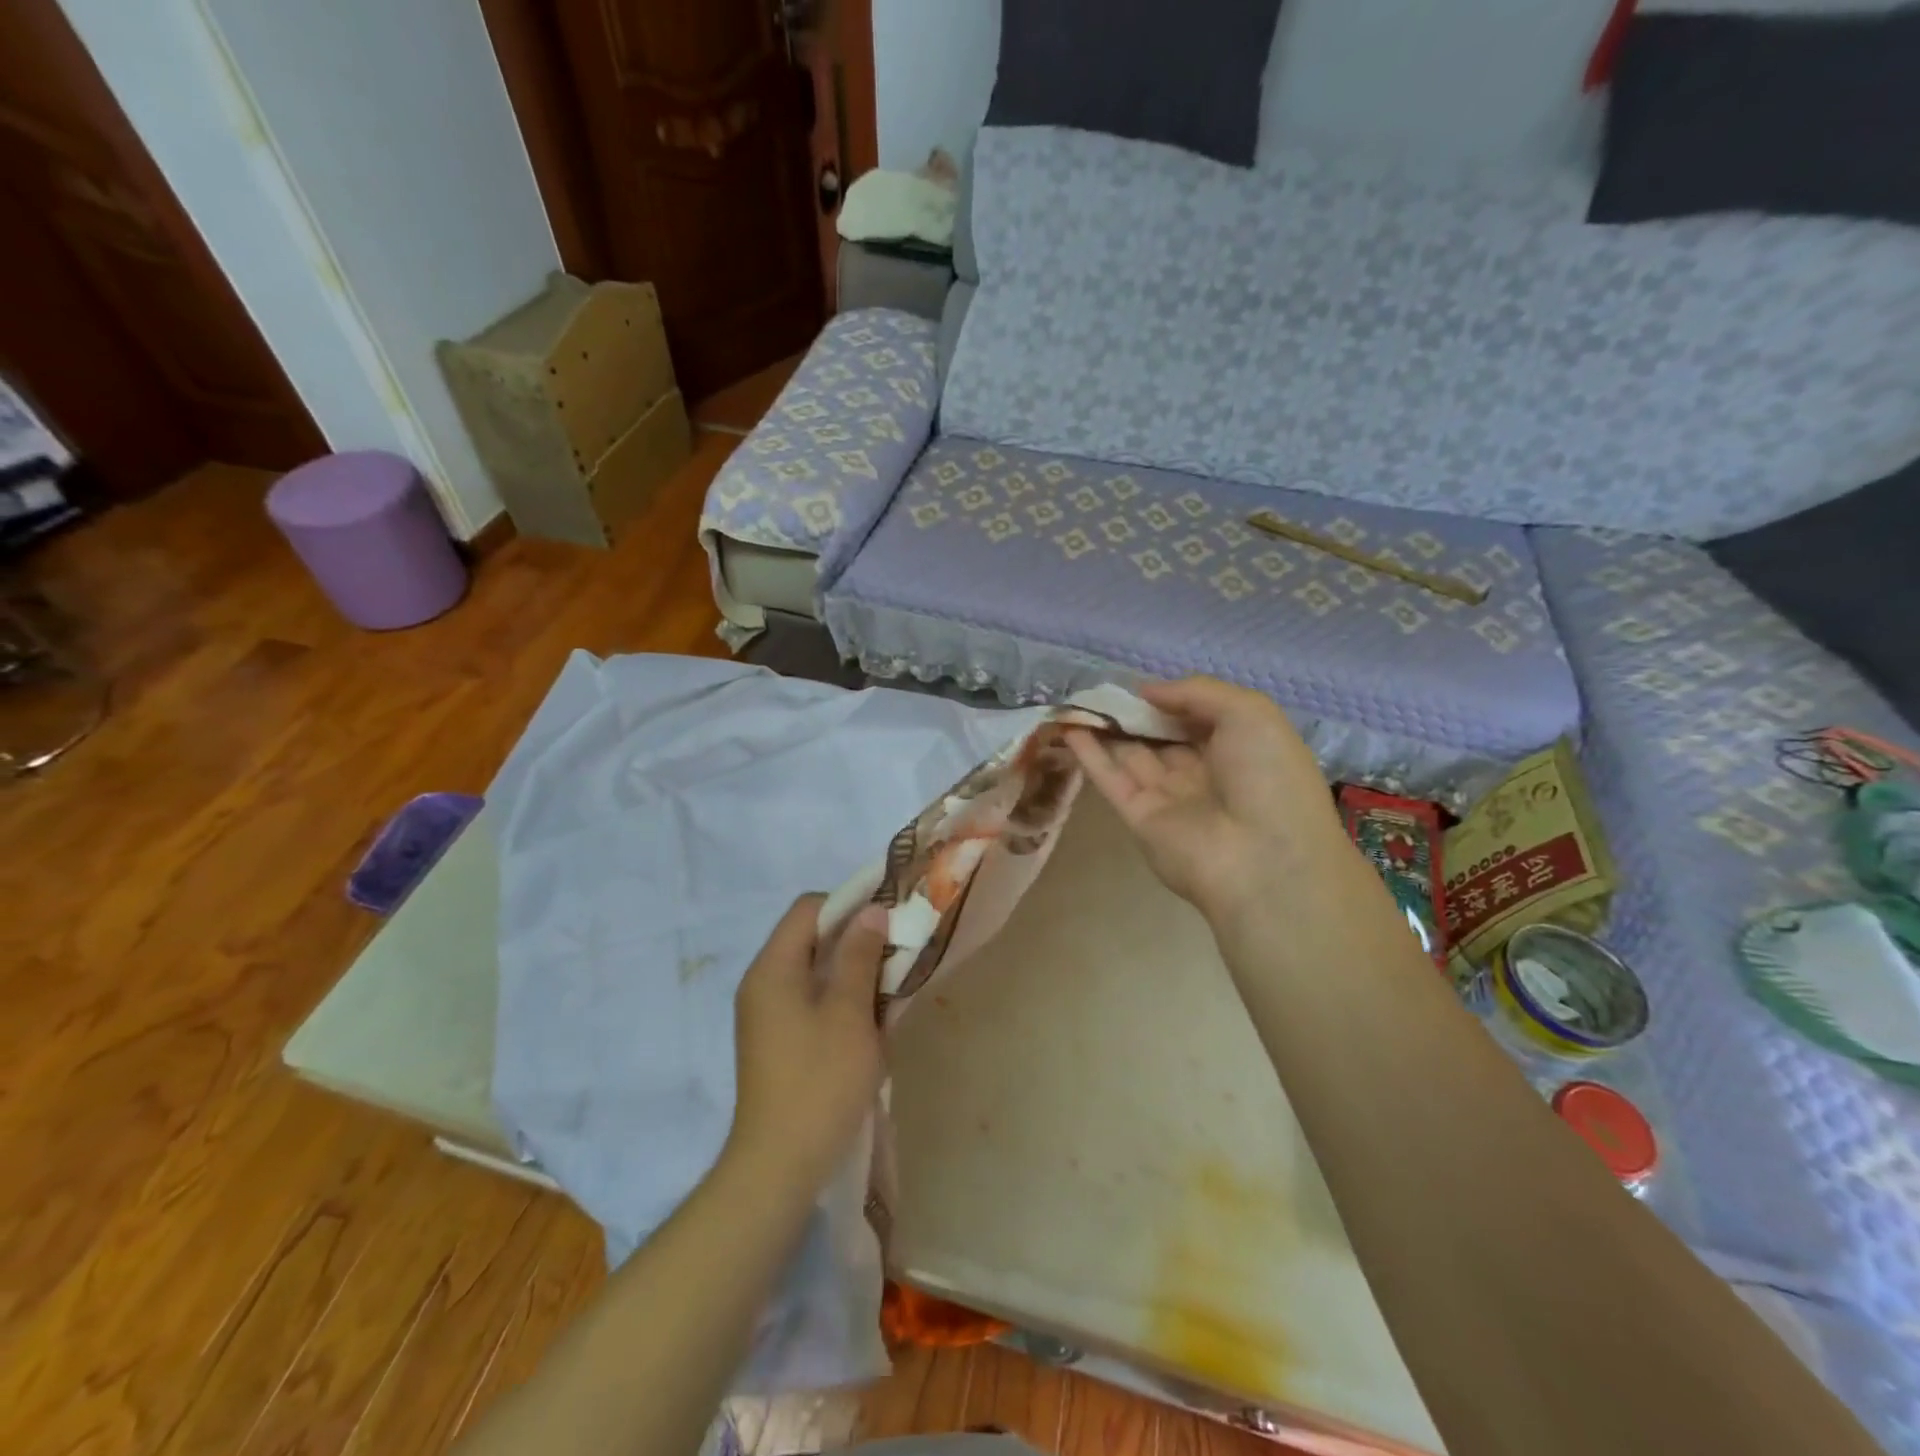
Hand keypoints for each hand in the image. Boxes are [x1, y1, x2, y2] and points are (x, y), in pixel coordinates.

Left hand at [725, 895, 888, 1194]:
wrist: (779, 1166)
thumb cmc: (819, 1081)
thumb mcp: (848, 1012)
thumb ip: (859, 955)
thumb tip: (872, 911)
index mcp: (772, 968)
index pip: (809, 908)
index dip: (850, 903)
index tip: (889, 917)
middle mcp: (763, 983)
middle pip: (810, 937)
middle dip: (855, 937)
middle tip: (897, 949)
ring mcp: (767, 1014)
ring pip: (814, 969)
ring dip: (851, 969)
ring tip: (889, 983)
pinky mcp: (776, 1040)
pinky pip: (810, 998)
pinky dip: (839, 996)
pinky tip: (868, 1016)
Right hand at [1067, 677, 1342, 921]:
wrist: (1262, 861)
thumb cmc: (1268, 778)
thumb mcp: (1250, 713)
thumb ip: (1196, 692)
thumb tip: (1146, 690)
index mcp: (1242, 751)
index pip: (1200, 718)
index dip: (1172, 699)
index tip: (1141, 681)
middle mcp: (1206, 774)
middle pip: (1163, 737)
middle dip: (1135, 713)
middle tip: (1101, 687)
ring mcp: (1170, 799)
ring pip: (1132, 756)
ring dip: (1107, 729)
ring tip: (1076, 699)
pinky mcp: (1139, 820)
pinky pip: (1112, 780)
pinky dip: (1090, 754)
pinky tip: (1069, 726)